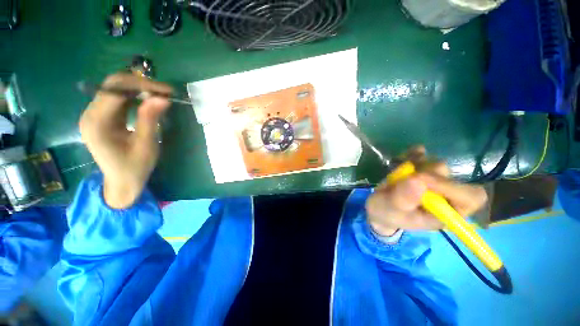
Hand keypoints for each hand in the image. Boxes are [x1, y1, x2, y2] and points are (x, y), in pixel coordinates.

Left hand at [79, 73, 171, 208]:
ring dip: (138, 89)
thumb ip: (150, 119)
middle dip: (141, 84)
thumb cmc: (134, 167)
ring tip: (160, 96)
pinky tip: (148, 101)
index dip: (143, 85)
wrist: (121, 182)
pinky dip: (134, 96)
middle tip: (165, 93)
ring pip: (115, 89)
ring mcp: (94, 115)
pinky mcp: (101, 117)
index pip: (116, 90)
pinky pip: (117, 98)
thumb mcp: (146, 145)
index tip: (168, 91)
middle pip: (113, 85)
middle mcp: (90, 114)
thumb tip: (163, 98)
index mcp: (97, 123)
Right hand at [365, 146, 487, 235]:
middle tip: (404, 178)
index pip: (470, 197)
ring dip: (415, 164)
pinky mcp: (422, 170)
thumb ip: (403, 199)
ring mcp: (434, 181)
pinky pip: (424, 156)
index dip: (450, 186)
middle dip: (424, 174)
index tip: (420, 179)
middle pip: (449, 175)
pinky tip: (403, 158)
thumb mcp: (391, 210)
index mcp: (445, 213)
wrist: (378, 206)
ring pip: (435, 164)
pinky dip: (413, 154)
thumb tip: (417, 180)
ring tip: (397, 174)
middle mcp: (445, 195)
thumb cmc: (387, 213)